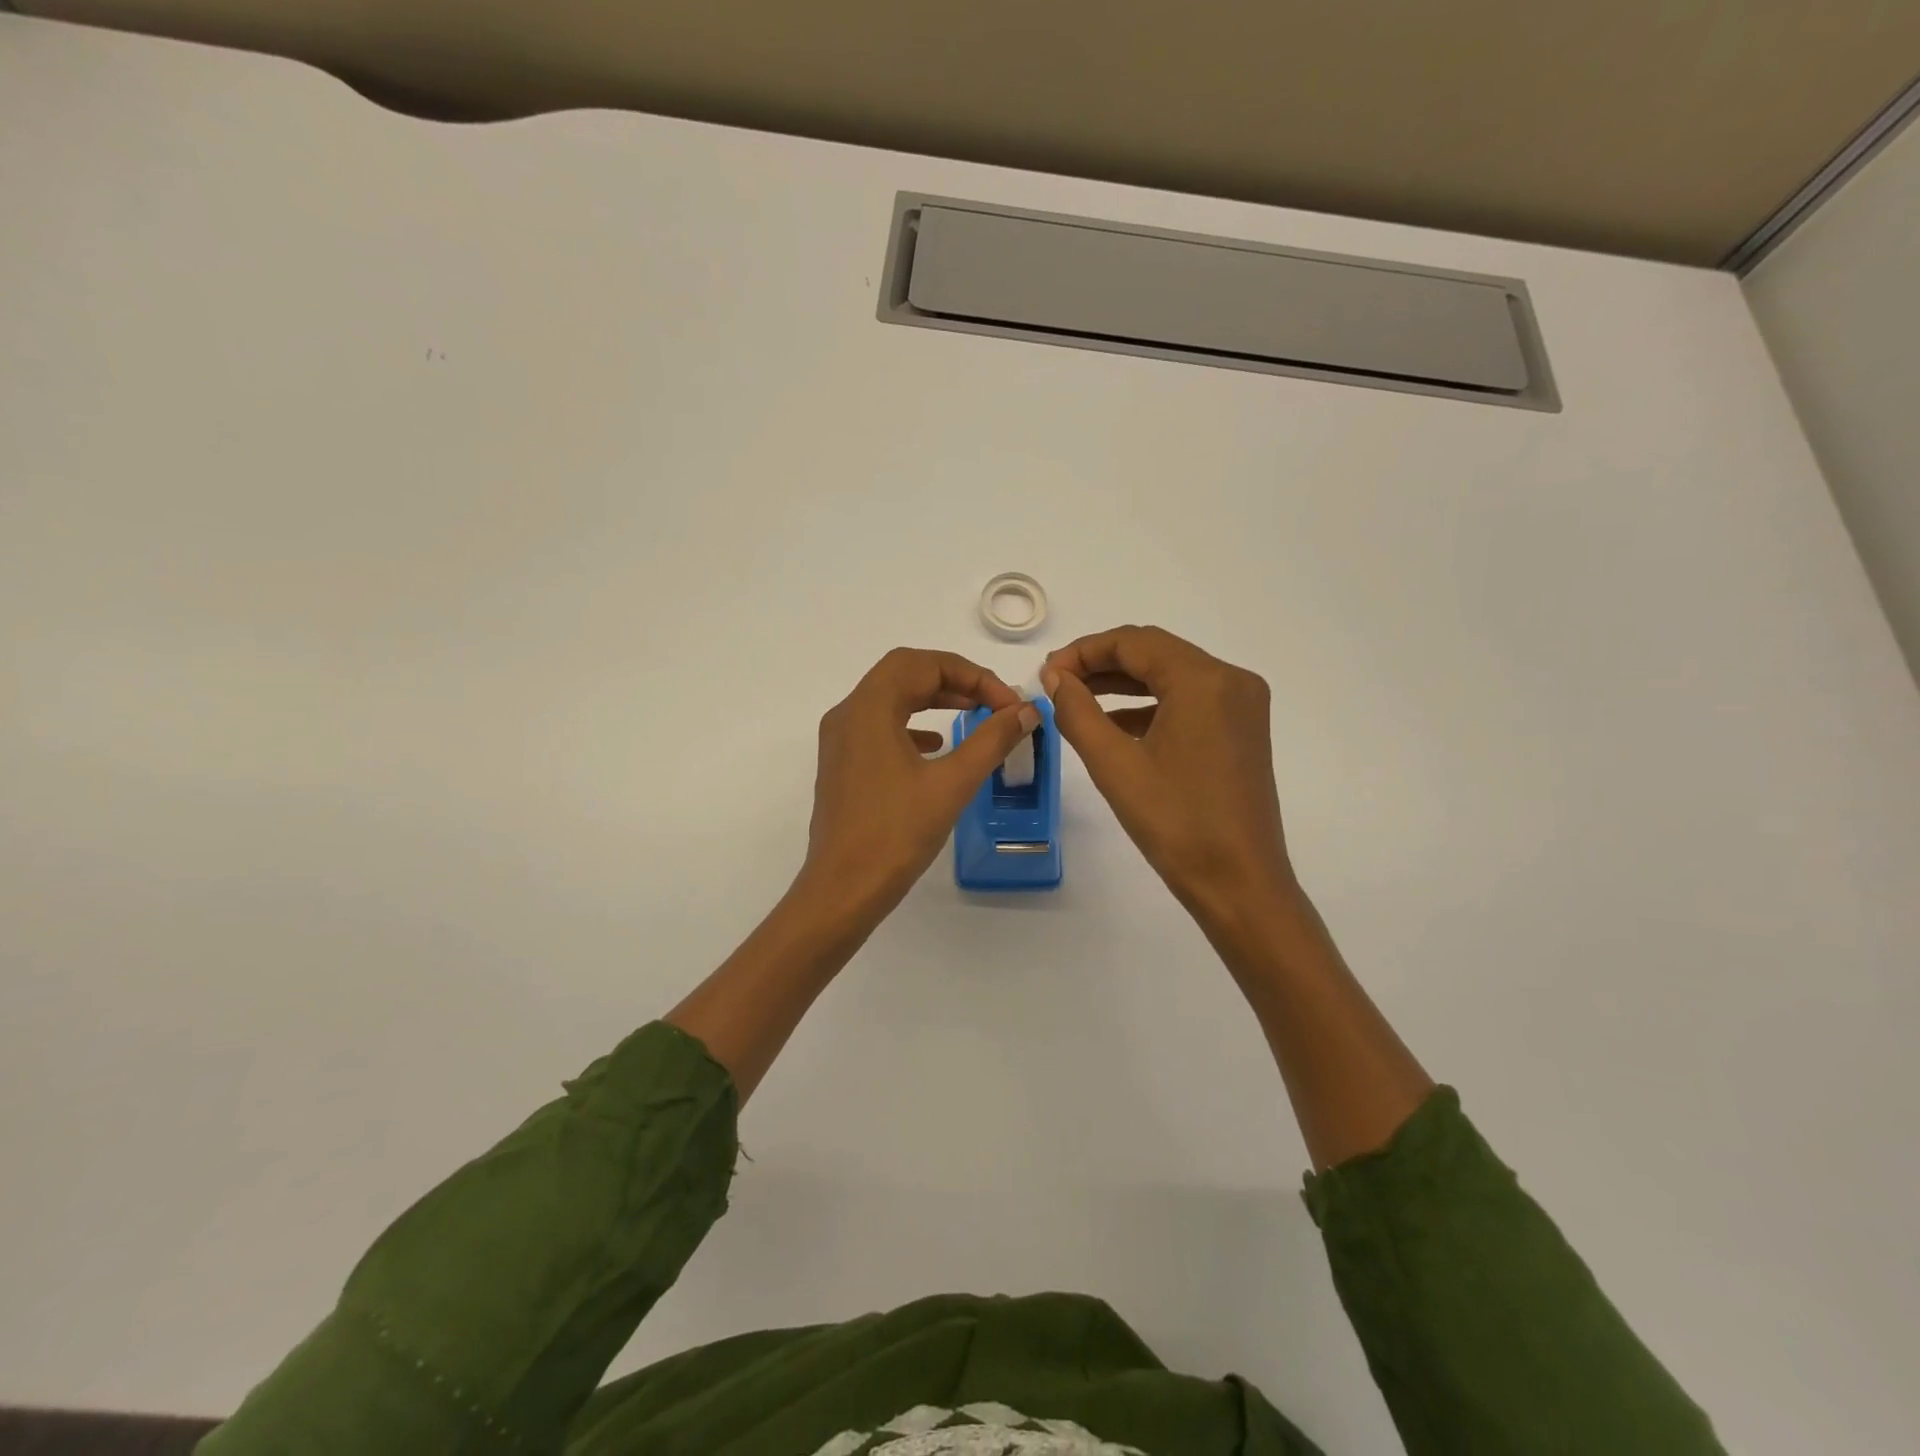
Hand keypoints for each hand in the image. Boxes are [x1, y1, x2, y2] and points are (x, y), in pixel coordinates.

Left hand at [797, 648, 1038, 925]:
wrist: (843, 889)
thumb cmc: (896, 834)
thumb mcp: (952, 783)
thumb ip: (992, 740)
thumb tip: (1025, 711)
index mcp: (869, 708)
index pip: (924, 664)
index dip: (973, 676)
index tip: (1007, 704)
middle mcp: (848, 714)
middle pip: (904, 672)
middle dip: (952, 679)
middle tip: (991, 702)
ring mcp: (840, 740)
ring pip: (890, 697)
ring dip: (932, 697)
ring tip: (971, 714)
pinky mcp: (842, 764)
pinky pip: (879, 725)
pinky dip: (912, 724)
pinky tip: (937, 746)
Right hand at [1042, 626, 1294, 922]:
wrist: (1239, 883)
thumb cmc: (1175, 824)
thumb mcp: (1114, 765)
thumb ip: (1078, 712)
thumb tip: (1055, 677)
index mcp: (1205, 680)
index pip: (1134, 642)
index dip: (1084, 651)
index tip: (1046, 673)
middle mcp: (1231, 680)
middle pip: (1155, 652)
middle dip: (1102, 663)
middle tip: (1057, 684)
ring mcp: (1242, 705)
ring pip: (1171, 675)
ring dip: (1123, 682)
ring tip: (1076, 699)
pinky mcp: (1242, 729)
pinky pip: (1189, 700)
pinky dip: (1149, 704)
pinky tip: (1114, 724)